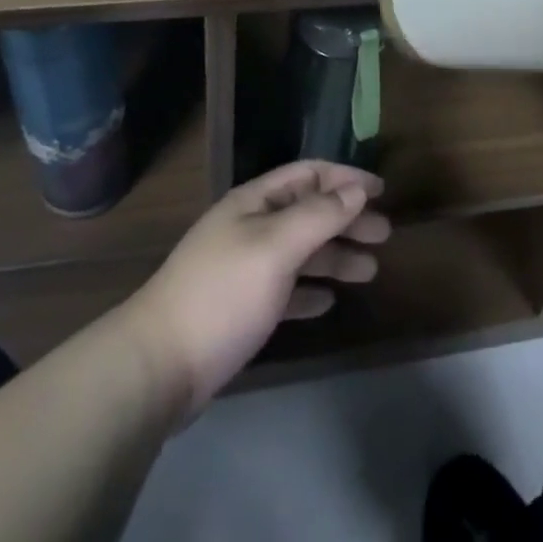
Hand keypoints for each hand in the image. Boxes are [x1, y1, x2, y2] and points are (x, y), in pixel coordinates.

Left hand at [119, 161, 390, 415]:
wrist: (158, 366)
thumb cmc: (222, 293)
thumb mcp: (275, 246)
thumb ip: (318, 215)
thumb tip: (356, 188)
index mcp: (255, 202)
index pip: (308, 175)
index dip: (345, 177)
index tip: (382, 191)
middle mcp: (250, 227)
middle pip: (308, 212)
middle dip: (347, 219)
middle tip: (384, 235)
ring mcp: (243, 269)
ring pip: (300, 252)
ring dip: (334, 256)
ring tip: (370, 270)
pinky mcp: (240, 309)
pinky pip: (285, 289)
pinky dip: (309, 290)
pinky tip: (328, 302)